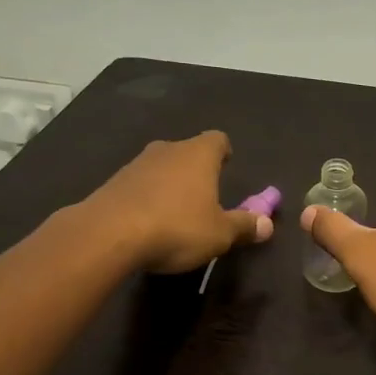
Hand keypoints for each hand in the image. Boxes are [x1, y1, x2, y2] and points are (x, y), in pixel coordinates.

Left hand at [85, 130, 273, 273]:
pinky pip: (138, 185)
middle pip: (187, 152)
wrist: (108, 234)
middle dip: (196, 171)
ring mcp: (136, 164)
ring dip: (169, 185)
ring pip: (161, 168)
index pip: (218, 139)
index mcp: (198, 154)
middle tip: (205, 197)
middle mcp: (168, 150)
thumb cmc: (177, 227)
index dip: (224, 153)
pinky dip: (146, 198)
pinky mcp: (113, 182)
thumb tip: (267, 224)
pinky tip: (147, 223)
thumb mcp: (220, 233)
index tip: (227, 168)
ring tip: (175, 214)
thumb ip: (244, 226)